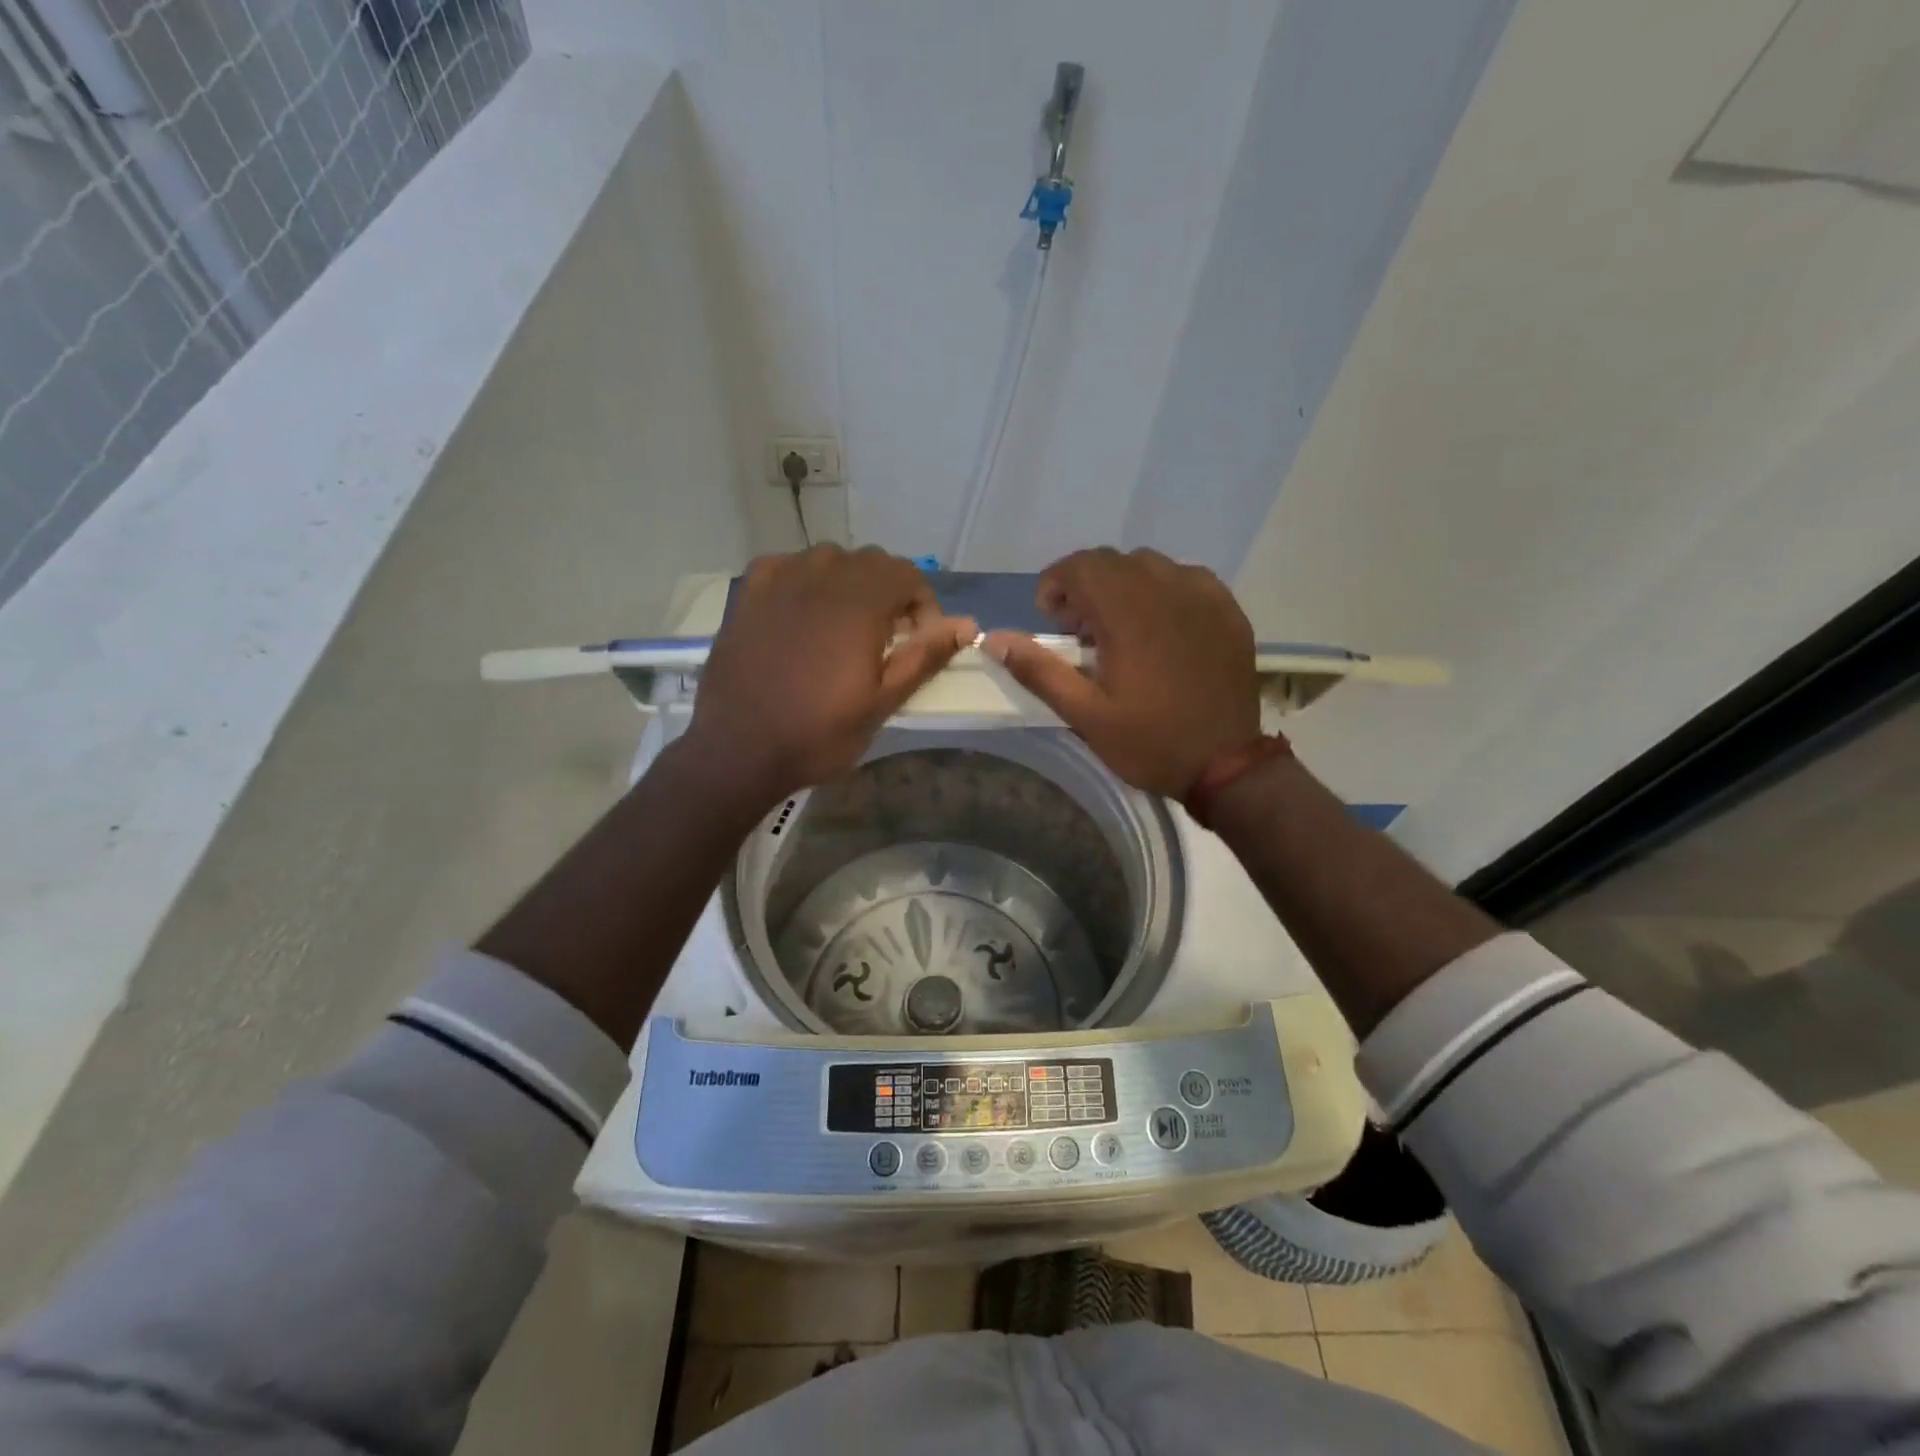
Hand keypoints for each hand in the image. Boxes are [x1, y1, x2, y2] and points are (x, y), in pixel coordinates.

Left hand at [687, 546, 975, 802]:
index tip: (919, 641)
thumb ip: (924, 656)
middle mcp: (820, 577)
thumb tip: (967, 624)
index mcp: (858, 603)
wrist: (738, 751)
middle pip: (870, 561)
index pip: (906, 574)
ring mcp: (778, 581)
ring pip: (829, 559)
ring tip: (846, 625)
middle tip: (887, 638)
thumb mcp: (882, 702)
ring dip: (849, 583)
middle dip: (889, 592)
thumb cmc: (818, 734)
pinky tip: (802, 611)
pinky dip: (805, 580)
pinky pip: (786, 566)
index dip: (923, 604)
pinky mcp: (748, 594)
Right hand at [982, 548, 1260, 797]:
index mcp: (1128, 613)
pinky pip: (1186, 578)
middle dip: (1086, 586)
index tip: (1051, 619)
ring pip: (1150, 565)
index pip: (1081, 565)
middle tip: (1081, 632)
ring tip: (1120, 629)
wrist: (1226, 765)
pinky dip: (1162, 591)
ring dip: (1123, 586)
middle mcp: (1167, 590)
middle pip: (1113, 561)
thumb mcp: (1085, 714)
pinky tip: (1161, 628)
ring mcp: (1204, 596)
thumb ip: (1039, 670)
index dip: (1056, 584)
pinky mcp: (1228, 610)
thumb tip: (995, 639)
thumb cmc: (1149, 742)